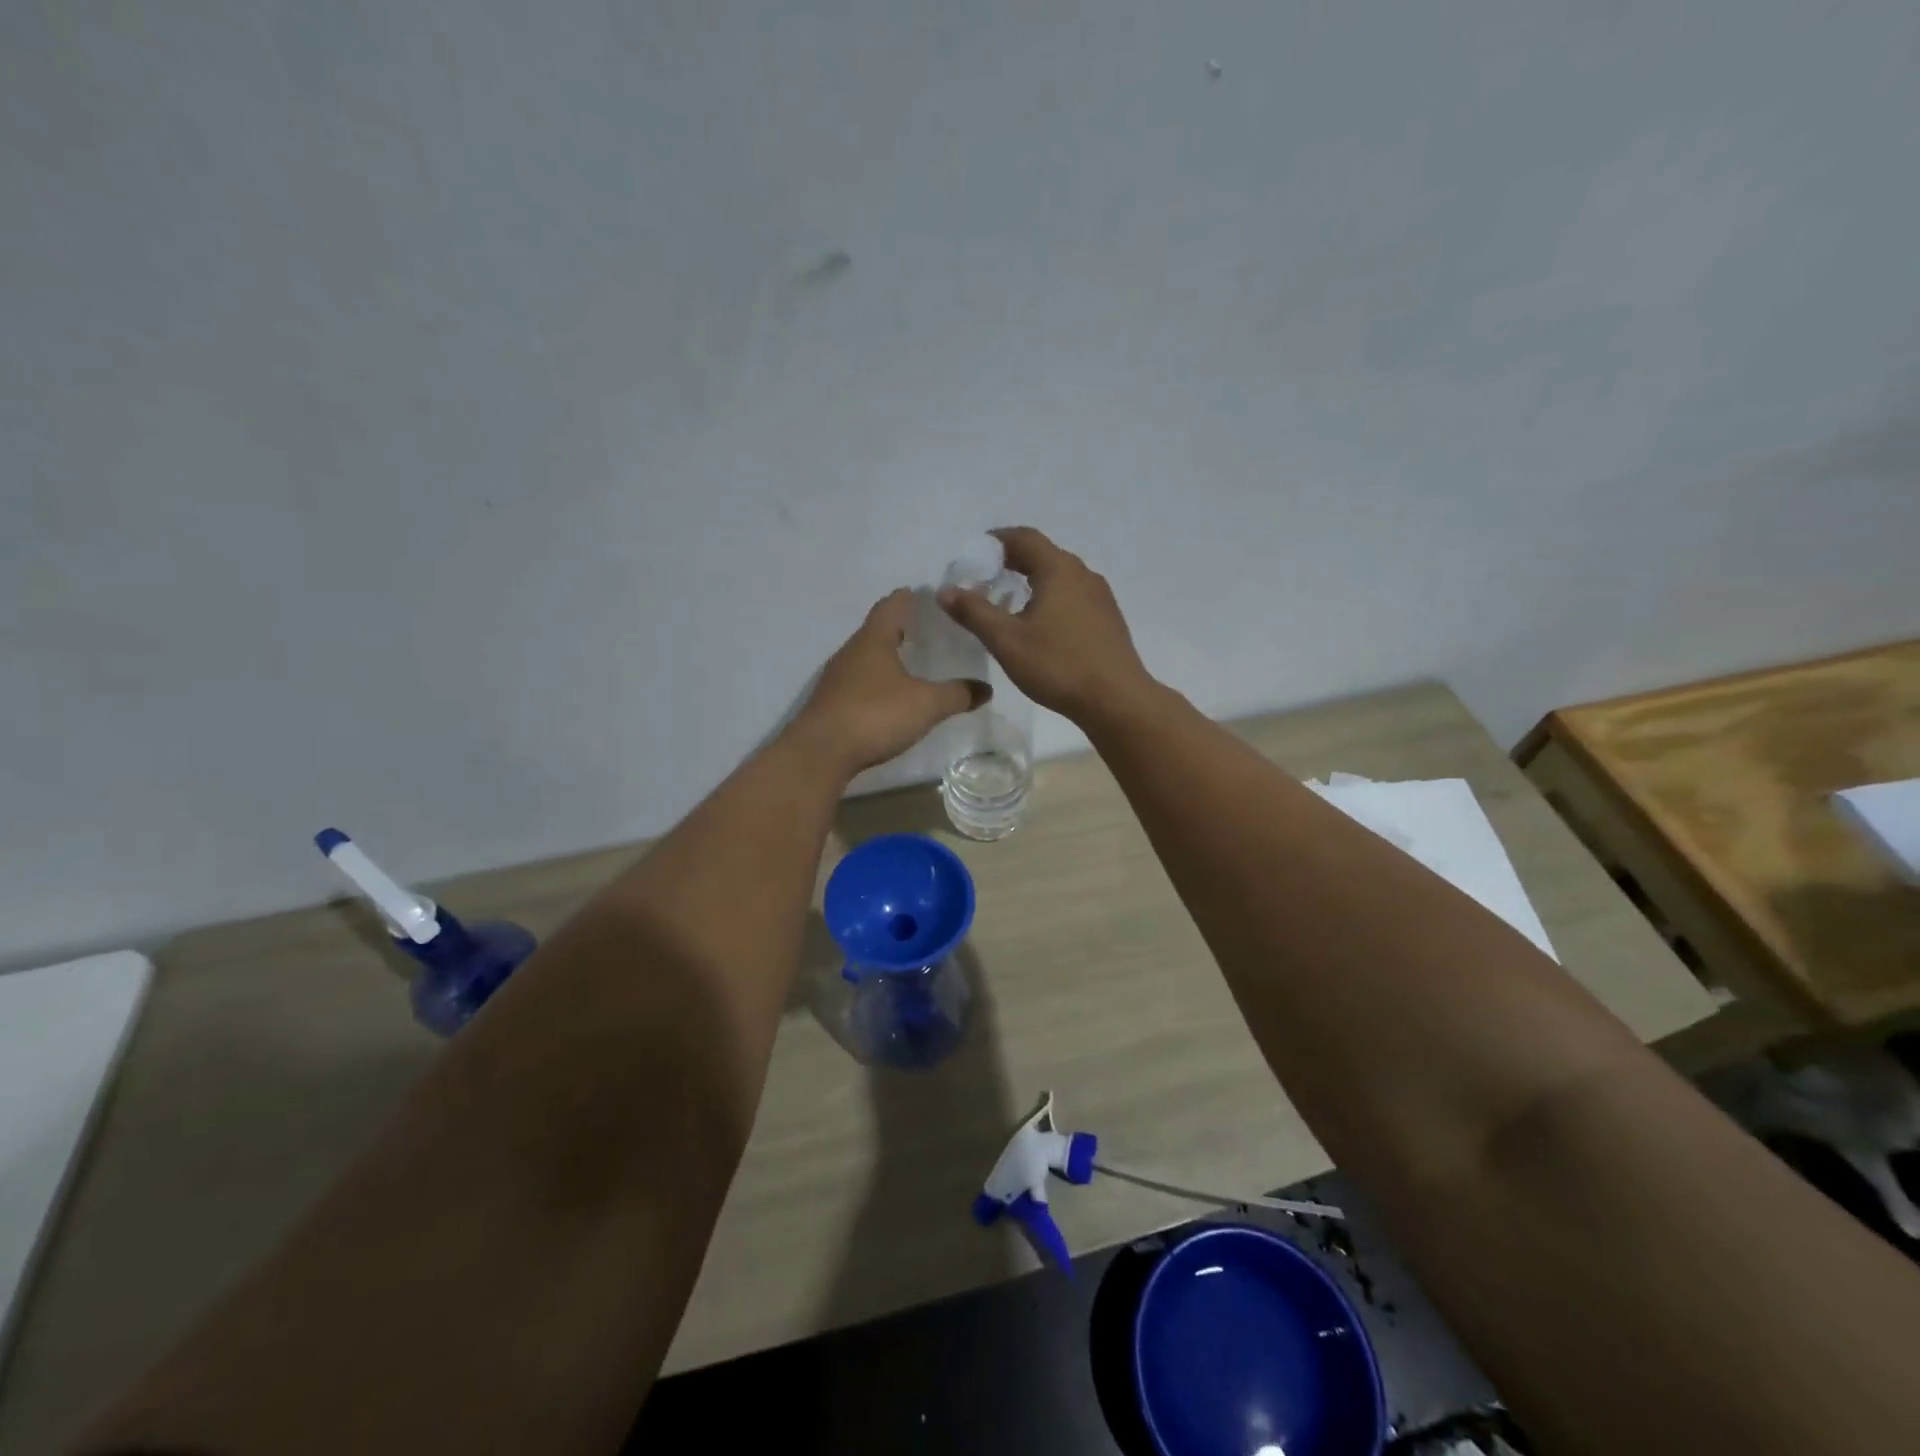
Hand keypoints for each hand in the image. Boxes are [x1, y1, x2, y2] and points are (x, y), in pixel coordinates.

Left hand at [786, 589, 989, 777]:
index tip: (929, 596)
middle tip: (929, 632)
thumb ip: (958, 694)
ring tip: (914, 664)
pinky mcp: (831, 702)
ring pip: (867, 657)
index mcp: (874, 639)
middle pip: (878, 629)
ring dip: (888, 656)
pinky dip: (877, 681)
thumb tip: (986, 689)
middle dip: (902, 628)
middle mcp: (852, 651)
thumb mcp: (926, 705)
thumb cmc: (875, 715)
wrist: (820, 753)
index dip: (910, 597)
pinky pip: (859, 682)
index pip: (892, 604)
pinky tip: (891, 697)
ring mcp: (837, 677)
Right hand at [938, 527, 1153, 722]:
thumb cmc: (1058, 665)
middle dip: (1013, 561)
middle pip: (1044, 555)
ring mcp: (1100, 597)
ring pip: (1060, 577)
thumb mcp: (1007, 640)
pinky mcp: (1108, 619)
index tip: (976, 552)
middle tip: (986, 578)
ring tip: (1010, 601)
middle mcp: (1083, 574)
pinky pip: (1073, 596)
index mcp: (1059, 570)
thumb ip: (974, 612)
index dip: (997, 540)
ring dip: (1033, 581)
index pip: (1025, 538)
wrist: (1116, 699)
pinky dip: (1051, 598)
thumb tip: (945, 590)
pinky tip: (1041, 625)